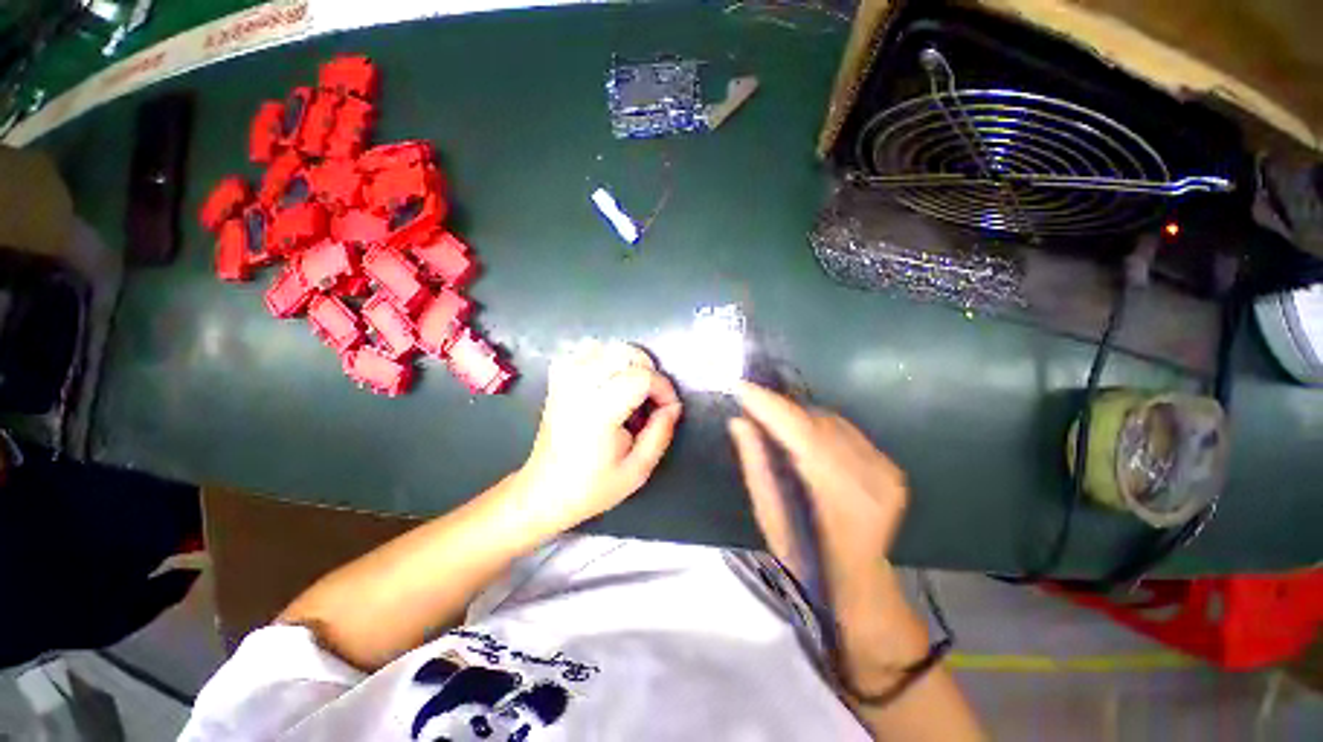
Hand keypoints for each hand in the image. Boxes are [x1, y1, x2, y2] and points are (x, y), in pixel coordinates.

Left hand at [516, 341, 682, 533]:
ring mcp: (564, 382)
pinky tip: (606, 381)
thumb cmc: (592, 487)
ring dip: (624, 362)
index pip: (642, 377)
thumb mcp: (637, 471)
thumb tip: (672, 407)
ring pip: (603, 347)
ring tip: (631, 388)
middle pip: (623, 353)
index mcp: (600, 412)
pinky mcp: (556, 382)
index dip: (663, 389)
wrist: (546, 491)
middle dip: (647, 370)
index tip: (668, 409)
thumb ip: (660, 434)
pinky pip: (581, 353)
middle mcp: (579, 389)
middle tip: (652, 399)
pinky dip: (600, 358)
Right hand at [727, 381, 907, 590]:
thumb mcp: (773, 524)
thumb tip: (740, 423)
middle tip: (756, 405)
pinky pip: (856, 438)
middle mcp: (871, 479)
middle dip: (787, 412)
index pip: (804, 436)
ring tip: (780, 423)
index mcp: (839, 499)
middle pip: (823, 425)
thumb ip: (758, 471)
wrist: (859, 581)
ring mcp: (888, 474)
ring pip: (841, 427)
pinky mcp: (895, 471)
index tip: (742, 388)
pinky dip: (830, 434)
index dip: (773, 408)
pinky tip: (813, 443)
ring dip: (808, 420)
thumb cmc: (808, 564)